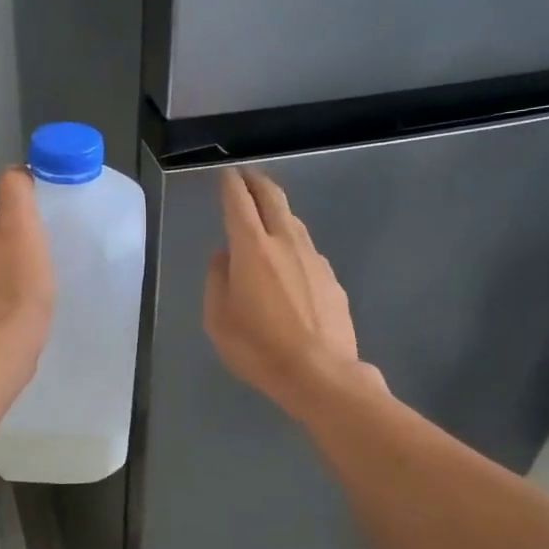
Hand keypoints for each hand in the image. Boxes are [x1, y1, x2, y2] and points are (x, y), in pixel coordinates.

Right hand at [203, 168, 375, 414]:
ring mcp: (314, 259)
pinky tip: (290, 265)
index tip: (226, 175)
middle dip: (258, 182)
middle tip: (248, 176)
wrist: (320, 374)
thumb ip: (217, 279)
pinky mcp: (332, 279)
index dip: (230, 185)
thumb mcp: (218, 319)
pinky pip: (308, 252)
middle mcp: (285, 243)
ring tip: (267, 217)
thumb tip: (224, 257)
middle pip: (273, 199)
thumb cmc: (259, 348)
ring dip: (278, 212)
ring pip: (294, 223)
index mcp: (251, 249)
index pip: (238, 202)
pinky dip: (294, 246)